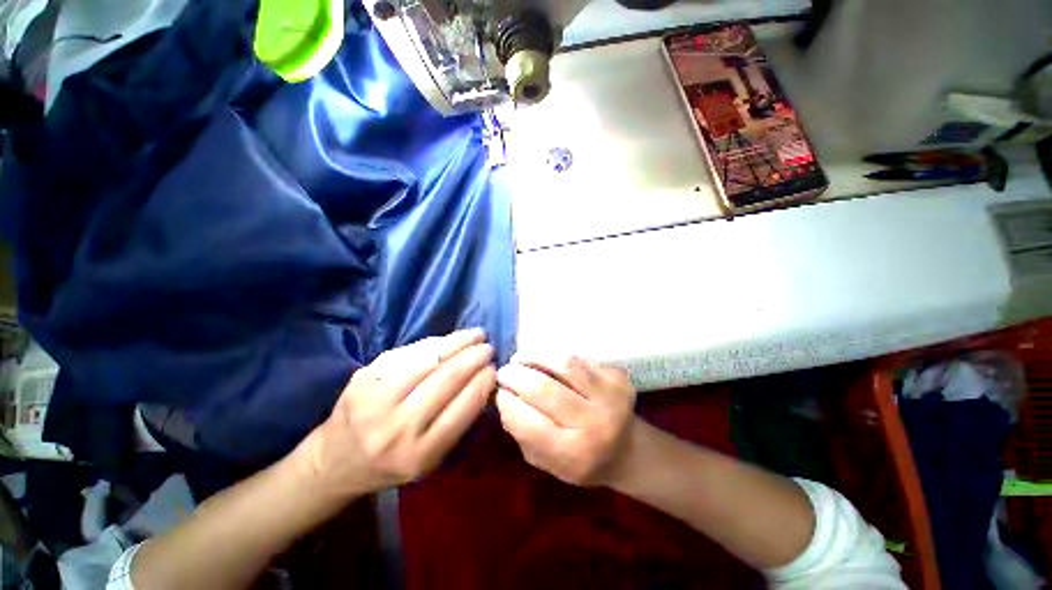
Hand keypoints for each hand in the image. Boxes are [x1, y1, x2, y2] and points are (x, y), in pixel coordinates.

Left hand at [298, 329, 495, 496]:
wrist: (335, 461)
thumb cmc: (391, 464)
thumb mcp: (431, 459)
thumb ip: (459, 423)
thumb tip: (485, 382)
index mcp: (420, 454)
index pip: (464, 407)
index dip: (484, 382)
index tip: (495, 369)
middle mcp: (397, 427)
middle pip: (448, 378)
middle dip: (475, 357)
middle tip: (489, 347)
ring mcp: (376, 399)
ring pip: (429, 358)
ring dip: (458, 342)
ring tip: (476, 335)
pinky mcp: (364, 377)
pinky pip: (409, 351)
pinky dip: (434, 342)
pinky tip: (448, 340)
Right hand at [495, 354, 636, 486]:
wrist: (629, 451)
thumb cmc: (582, 462)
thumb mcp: (546, 462)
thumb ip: (522, 433)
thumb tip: (503, 397)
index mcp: (575, 454)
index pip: (529, 423)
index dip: (507, 403)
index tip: (498, 392)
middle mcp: (596, 424)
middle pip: (544, 389)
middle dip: (516, 376)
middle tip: (504, 371)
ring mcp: (611, 396)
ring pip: (563, 364)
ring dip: (534, 356)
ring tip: (520, 359)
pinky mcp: (618, 377)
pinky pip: (578, 358)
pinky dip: (555, 356)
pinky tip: (547, 361)